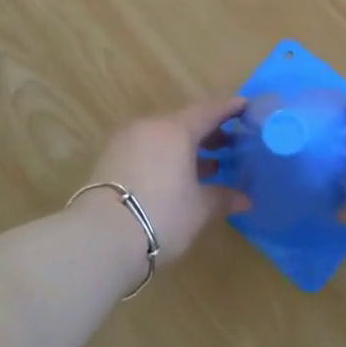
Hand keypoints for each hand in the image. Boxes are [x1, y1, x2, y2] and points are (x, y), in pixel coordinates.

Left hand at [86, 97, 244, 259]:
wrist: (99, 239)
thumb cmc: (161, 216)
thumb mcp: (200, 209)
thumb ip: (223, 197)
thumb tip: (245, 198)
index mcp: (176, 129)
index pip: (209, 110)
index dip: (230, 108)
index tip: (246, 107)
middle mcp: (150, 126)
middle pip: (184, 121)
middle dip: (208, 131)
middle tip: (230, 143)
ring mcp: (126, 141)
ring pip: (163, 135)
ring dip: (186, 147)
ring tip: (208, 165)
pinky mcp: (109, 159)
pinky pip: (146, 148)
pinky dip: (165, 156)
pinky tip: (176, 177)